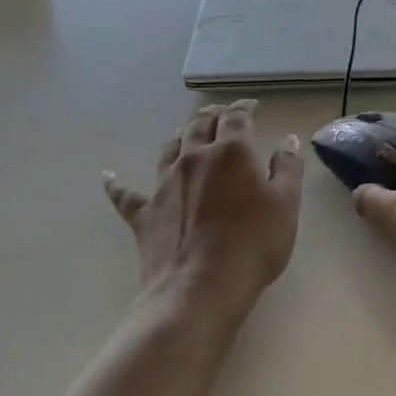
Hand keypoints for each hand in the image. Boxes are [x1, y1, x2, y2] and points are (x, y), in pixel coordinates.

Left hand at [104, 99, 303, 311]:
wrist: (200, 288)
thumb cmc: (253, 244)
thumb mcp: (286, 205)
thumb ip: (288, 168)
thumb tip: (288, 140)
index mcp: (232, 152)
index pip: (237, 118)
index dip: (245, 108)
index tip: (252, 106)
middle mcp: (195, 158)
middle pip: (200, 125)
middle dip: (213, 115)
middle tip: (222, 114)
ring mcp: (164, 184)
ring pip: (170, 148)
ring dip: (180, 136)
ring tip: (187, 133)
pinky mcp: (144, 213)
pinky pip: (125, 194)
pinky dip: (116, 184)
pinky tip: (107, 176)